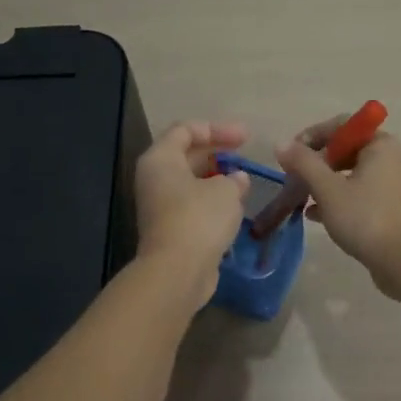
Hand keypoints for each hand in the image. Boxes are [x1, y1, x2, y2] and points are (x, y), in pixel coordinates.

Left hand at [134, 121, 250, 279]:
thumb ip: (234, 179)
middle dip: (218, 153)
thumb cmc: (199, 219)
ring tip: (244, 182)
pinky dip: (213, 201)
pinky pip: (193, 204)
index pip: (186, 130)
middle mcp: (155, 178)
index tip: (245, 138)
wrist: (177, 271)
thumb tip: (237, 179)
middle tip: (245, 155)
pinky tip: (235, 206)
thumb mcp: (225, 191)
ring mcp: (160, 205)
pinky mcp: (171, 228)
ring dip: (217, 179)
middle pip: (186, 154)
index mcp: (161, 159)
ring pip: (191, 182)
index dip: (217, 129)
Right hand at [276, 117, 400, 292]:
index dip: (313, 135)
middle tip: (297, 179)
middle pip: (350, 150)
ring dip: (329, 183)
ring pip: (357, 175)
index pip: (343, 125)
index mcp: (382, 145)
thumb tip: (281, 144)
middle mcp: (396, 158)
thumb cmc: (365, 217)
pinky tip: (319, 217)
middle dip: (319, 163)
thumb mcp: (327, 189)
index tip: (292, 155)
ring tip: (304, 199)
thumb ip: (303, 163)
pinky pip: (367, 195)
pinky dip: (344, 200)